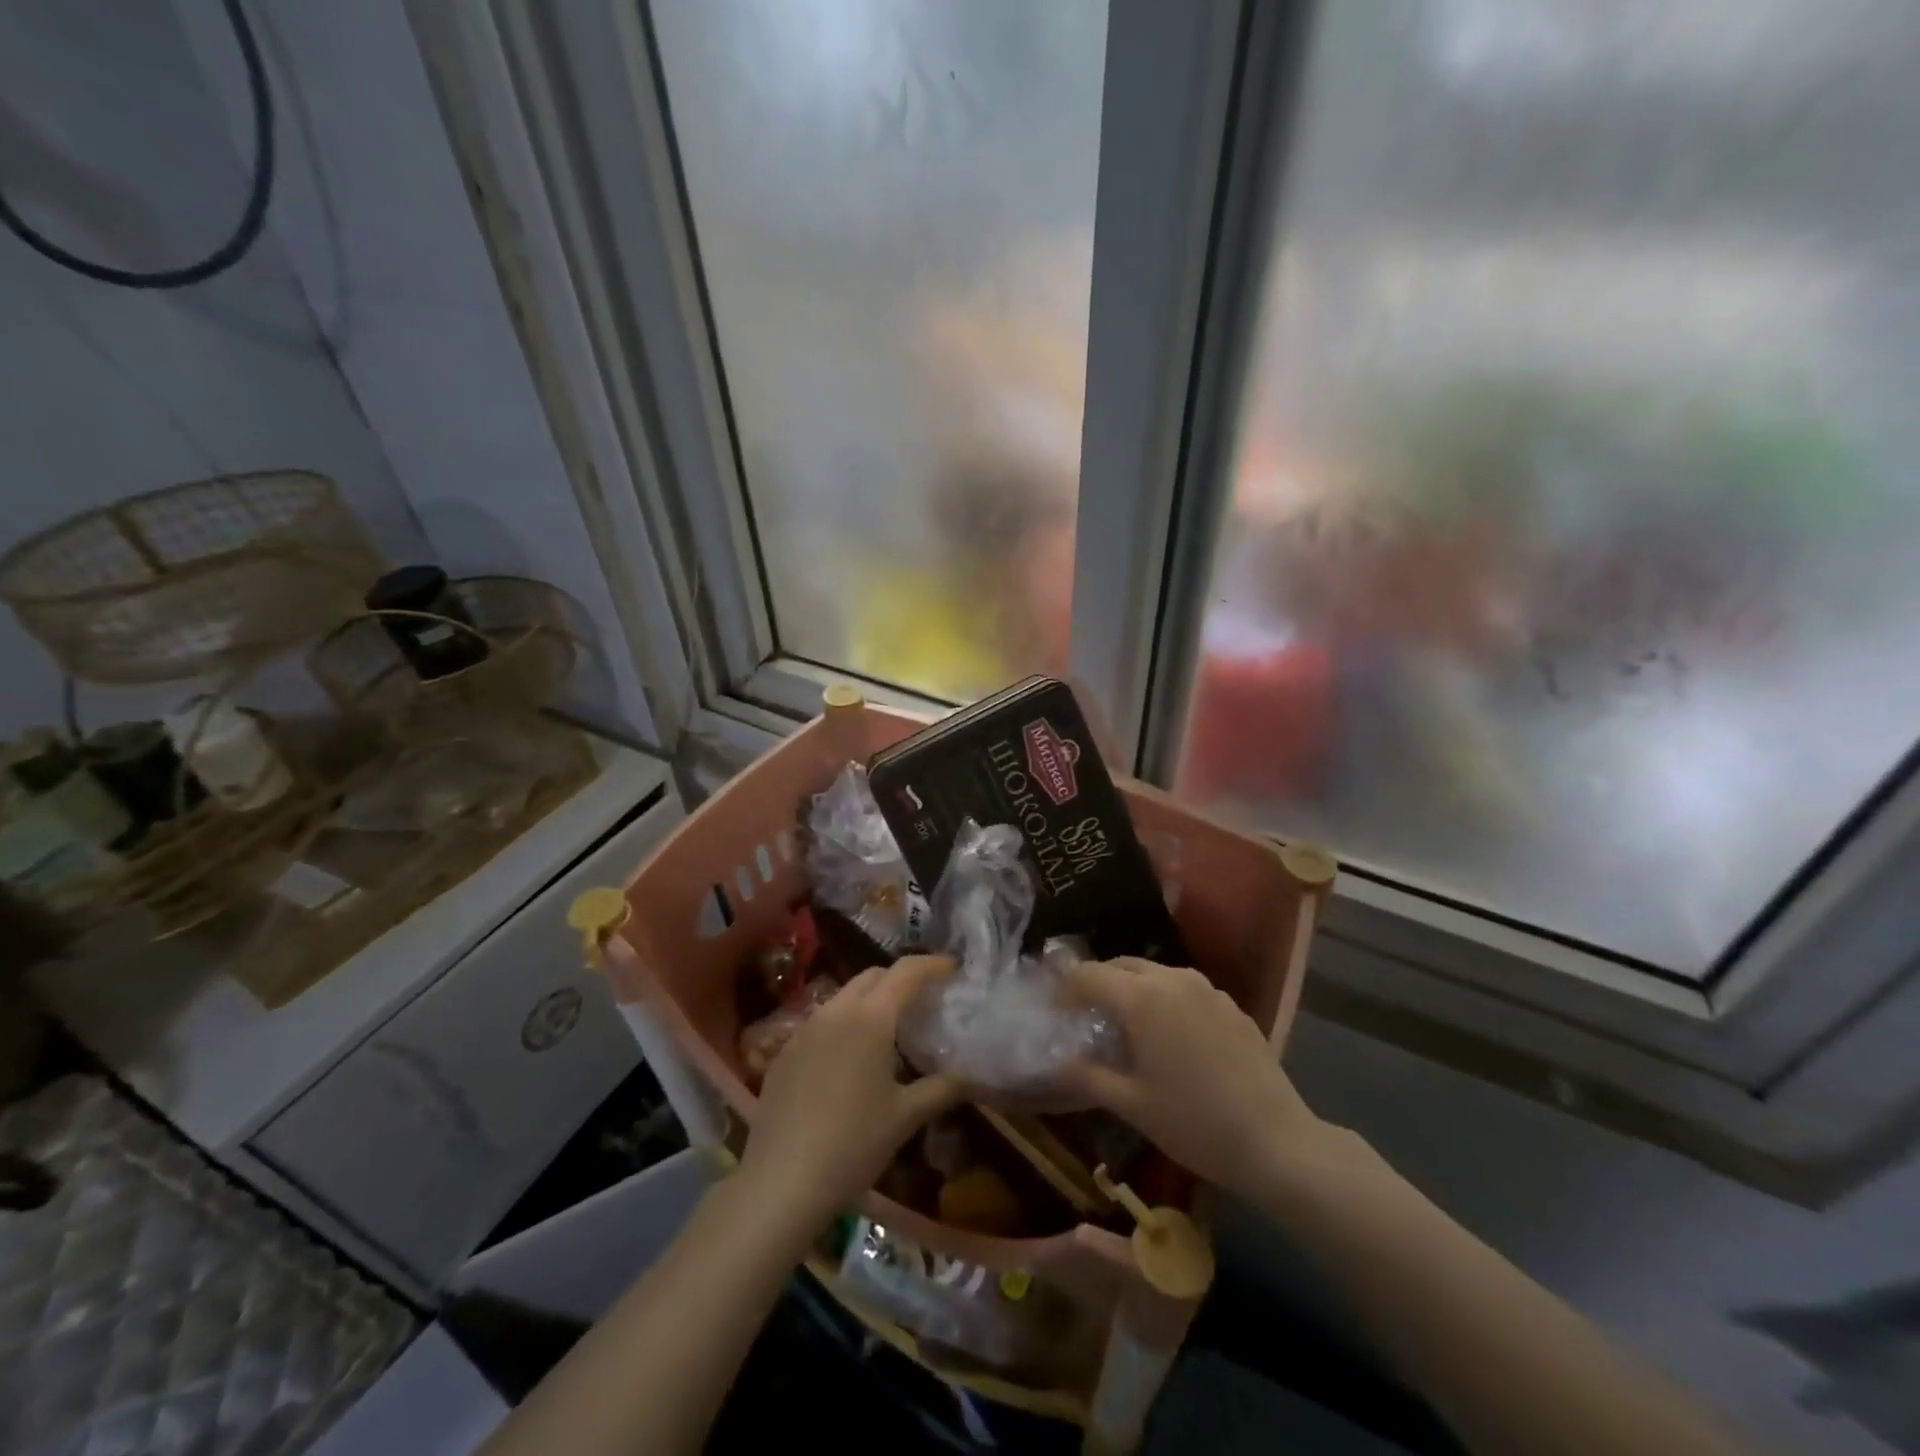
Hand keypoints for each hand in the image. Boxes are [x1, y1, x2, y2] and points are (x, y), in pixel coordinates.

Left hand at [740, 956, 960, 1221]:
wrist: (780, 1182)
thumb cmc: (853, 1144)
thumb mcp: (905, 1117)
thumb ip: (943, 1088)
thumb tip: (974, 1076)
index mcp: (870, 1017)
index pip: (906, 971)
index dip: (932, 965)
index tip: (953, 969)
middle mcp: (835, 1010)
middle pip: (872, 976)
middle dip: (900, 979)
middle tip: (923, 1001)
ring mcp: (804, 1029)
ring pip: (844, 997)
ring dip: (870, 1001)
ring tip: (889, 1030)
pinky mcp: (784, 1052)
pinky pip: (821, 1022)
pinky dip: (844, 1025)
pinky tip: (850, 1060)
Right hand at [1060, 958, 1343, 1198]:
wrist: (1277, 1142)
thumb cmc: (1194, 1123)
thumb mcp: (1130, 1104)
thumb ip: (1086, 1075)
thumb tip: (1054, 1062)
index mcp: (1141, 998)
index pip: (1088, 976)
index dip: (1064, 990)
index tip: (1053, 1011)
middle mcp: (1172, 979)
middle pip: (1121, 966)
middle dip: (1097, 983)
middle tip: (1084, 1015)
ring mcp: (1207, 988)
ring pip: (1155, 975)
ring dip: (1132, 989)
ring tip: (1125, 1025)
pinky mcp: (1230, 1004)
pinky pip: (1184, 989)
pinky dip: (1164, 1000)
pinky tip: (1169, 1037)